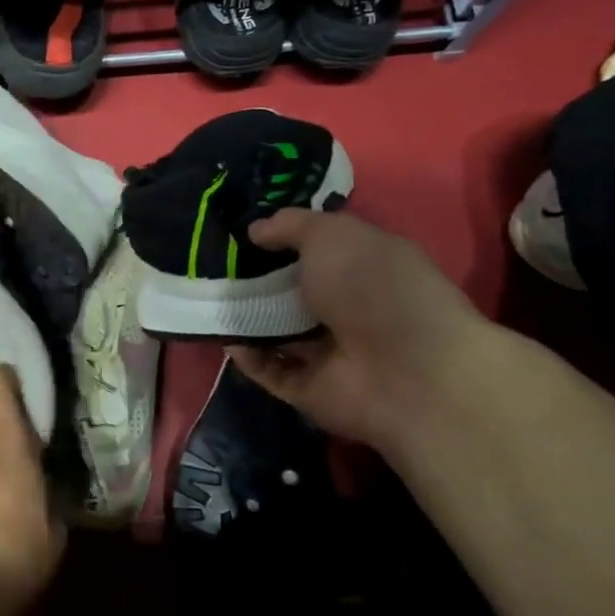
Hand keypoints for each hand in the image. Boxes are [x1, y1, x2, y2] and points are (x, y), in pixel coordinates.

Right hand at [229, 209, 489, 451]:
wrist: (409, 372)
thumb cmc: (375, 288)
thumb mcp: (332, 235)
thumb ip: (290, 226)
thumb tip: (255, 230)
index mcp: (363, 268)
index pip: (317, 251)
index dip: (280, 240)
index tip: (239, 234)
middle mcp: (347, 309)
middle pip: (289, 292)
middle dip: (252, 280)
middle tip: (211, 266)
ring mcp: (328, 352)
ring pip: (274, 331)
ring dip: (244, 317)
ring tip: (204, 298)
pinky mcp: (309, 389)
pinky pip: (268, 369)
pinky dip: (245, 354)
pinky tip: (223, 334)